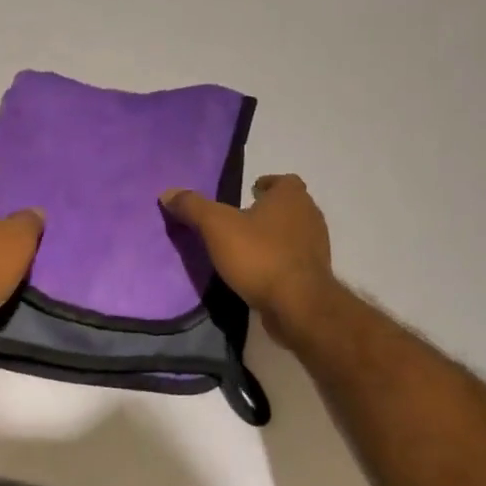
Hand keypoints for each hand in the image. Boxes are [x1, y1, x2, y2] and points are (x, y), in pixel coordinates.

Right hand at [161, 175, 336, 341]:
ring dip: (275, 236)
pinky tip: (260, 272)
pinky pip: (295, 260)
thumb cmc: (259, 256)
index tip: (250, 192)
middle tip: (243, 218)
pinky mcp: (315, 275)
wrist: (298, 305)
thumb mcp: (217, 227)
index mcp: (291, 198)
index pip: (284, 181)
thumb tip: (168, 192)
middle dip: (270, 210)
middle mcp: (310, 216)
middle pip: (291, 206)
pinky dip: (280, 260)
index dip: (268, 184)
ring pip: (295, 233)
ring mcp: (316, 247)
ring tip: (247, 246)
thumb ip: (193, 207)